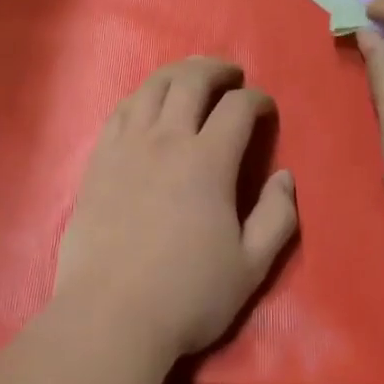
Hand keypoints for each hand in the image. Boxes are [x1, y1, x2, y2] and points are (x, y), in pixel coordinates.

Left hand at [54, 57, 298, 360]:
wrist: (110, 314)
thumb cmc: (187, 294)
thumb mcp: (251, 266)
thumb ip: (277, 217)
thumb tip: (284, 176)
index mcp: (208, 161)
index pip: (238, 108)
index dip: (257, 99)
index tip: (265, 107)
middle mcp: (166, 140)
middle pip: (191, 81)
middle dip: (216, 69)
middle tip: (231, 74)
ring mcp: (126, 146)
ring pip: (152, 88)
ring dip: (177, 73)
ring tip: (191, 76)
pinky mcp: (98, 160)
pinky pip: (121, 110)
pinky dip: (141, 96)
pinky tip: (147, 103)